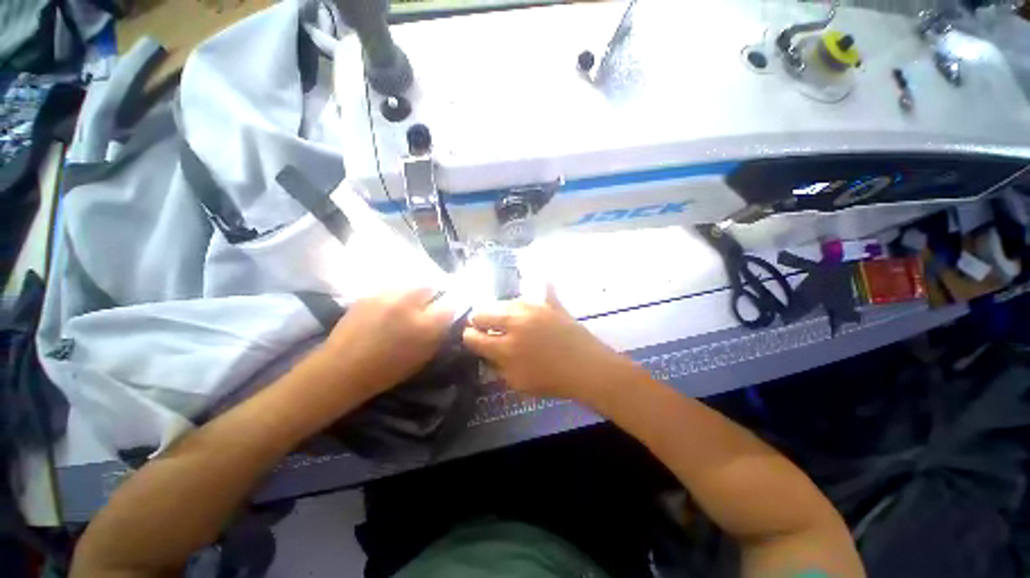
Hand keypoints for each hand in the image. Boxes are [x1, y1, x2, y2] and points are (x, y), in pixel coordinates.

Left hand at [314, 288, 454, 398]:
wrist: (341, 368)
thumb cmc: (387, 370)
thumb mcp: (423, 356)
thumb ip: (438, 334)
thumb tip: (446, 318)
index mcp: (425, 324)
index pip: (450, 304)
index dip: (450, 307)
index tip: (446, 312)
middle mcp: (408, 303)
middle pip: (430, 286)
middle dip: (432, 295)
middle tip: (425, 308)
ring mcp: (386, 295)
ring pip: (409, 285)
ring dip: (413, 295)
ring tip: (404, 308)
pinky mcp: (369, 293)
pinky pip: (391, 289)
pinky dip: (395, 297)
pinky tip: (387, 310)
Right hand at [462, 287, 639, 401]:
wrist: (588, 369)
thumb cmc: (552, 381)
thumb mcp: (517, 383)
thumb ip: (497, 366)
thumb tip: (486, 351)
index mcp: (505, 346)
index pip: (473, 336)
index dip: (468, 337)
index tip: (470, 338)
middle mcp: (514, 322)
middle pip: (483, 312)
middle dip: (478, 320)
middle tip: (485, 327)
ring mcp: (534, 309)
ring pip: (505, 301)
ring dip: (501, 310)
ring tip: (507, 318)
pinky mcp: (550, 303)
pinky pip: (541, 288)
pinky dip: (538, 288)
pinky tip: (539, 282)